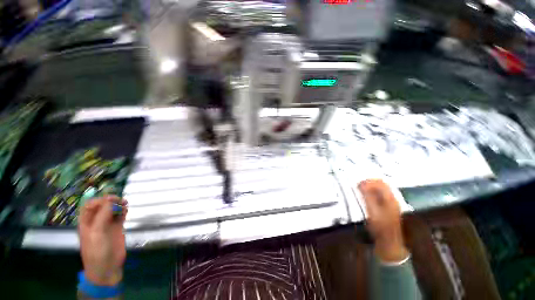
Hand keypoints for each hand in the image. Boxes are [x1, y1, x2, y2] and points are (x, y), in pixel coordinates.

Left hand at [78, 196, 127, 285]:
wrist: (107, 267)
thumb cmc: (97, 250)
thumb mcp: (97, 232)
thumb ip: (103, 215)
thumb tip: (110, 199)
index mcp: (86, 222)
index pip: (90, 205)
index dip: (99, 200)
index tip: (110, 199)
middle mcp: (96, 221)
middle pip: (103, 205)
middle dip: (111, 201)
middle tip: (120, 201)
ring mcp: (108, 224)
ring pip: (113, 209)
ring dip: (119, 205)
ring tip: (125, 204)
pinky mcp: (118, 228)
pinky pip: (120, 216)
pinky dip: (124, 211)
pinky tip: (126, 210)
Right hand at [359, 179, 408, 262]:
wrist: (389, 240)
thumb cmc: (379, 226)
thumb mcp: (371, 210)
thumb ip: (367, 196)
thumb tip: (361, 184)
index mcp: (389, 198)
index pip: (380, 183)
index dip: (368, 181)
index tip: (358, 184)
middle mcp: (393, 198)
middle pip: (382, 184)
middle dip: (370, 182)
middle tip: (359, 185)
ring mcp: (392, 203)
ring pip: (382, 188)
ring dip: (372, 187)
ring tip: (362, 189)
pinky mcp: (390, 207)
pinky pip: (382, 194)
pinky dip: (374, 192)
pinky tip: (367, 196)